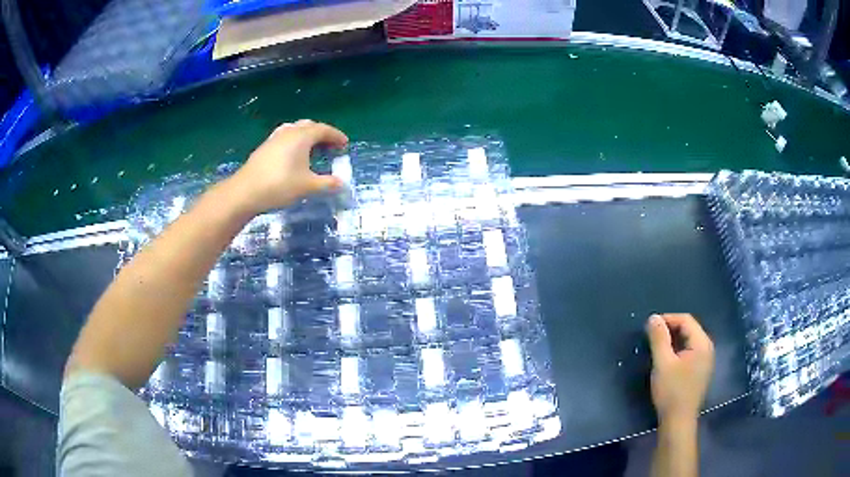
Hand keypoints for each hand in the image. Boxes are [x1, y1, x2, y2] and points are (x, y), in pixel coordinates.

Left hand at [226, 120, 348, 215]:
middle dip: (322, 134)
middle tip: (330, 147)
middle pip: (309, 126)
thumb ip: (327, 183)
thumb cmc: (280, 185)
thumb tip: (342, 183)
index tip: (345, 144)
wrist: (245, 191)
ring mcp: (274, 138)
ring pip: (295, 130)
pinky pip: (285, 138)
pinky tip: (293, 156)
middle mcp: (289, 132)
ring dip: (307, 137)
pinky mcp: (265, 147)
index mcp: (302, 136)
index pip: (324, 130)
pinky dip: (295, 142)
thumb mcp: (308, 186)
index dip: (336, 136)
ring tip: (313, 150)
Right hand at [646, 313, 714, 423]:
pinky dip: (679, 350)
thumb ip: (659, 339)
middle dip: (671, 329)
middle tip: (652, 336)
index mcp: (701, 343)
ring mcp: (706, 360)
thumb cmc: (671, 391)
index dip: (668, 319)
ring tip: (658, 347)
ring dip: (674, 340)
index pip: (686, 320)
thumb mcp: (662, 363)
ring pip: (689, 341)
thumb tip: (654, 317)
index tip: (650, 326)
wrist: (678, 421)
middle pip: (689, 329)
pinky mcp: (701, 371)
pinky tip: (668, 360)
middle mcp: (707, 348)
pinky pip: (691, 352)